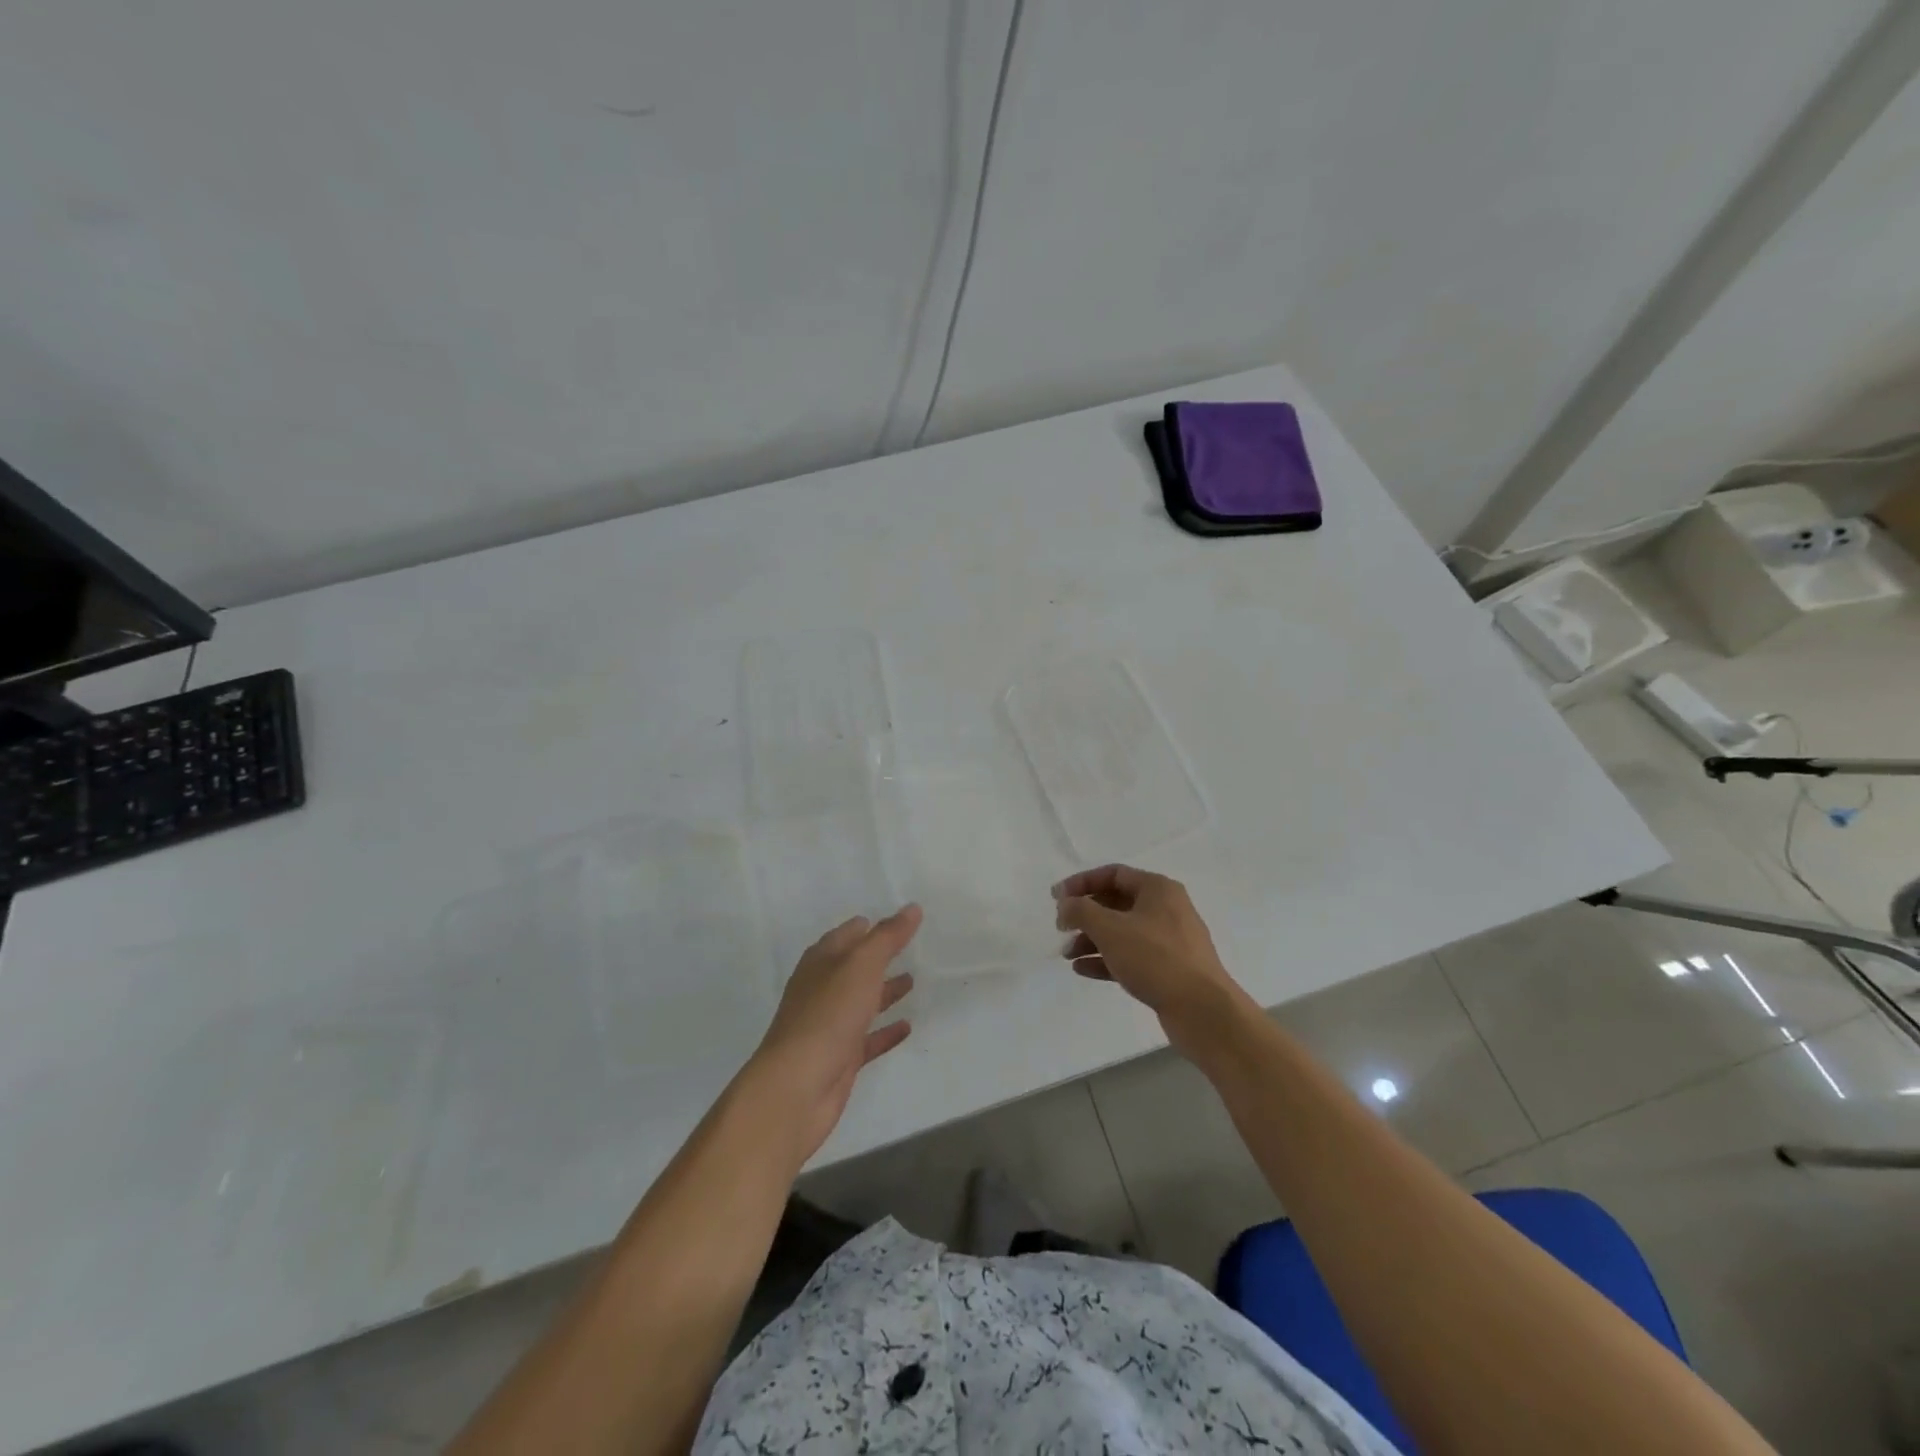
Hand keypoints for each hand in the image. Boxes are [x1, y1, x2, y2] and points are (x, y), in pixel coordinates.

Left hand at [746, 906, 920, 1161]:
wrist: (798, 1086)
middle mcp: (822, 990)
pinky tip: (908, 1027)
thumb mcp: (861, 966)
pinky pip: (868, 1039)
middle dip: (878, 958)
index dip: (868, 927)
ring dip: (884, 991)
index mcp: (820, 963)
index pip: (846, 935)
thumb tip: (911, 908)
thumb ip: (887, 937)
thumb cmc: (828, 1015)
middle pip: (853, 968)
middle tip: (910, 948)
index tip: (897, 920)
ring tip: (912, 982)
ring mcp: (829, 1026)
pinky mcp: (840, 1059)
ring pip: (861, 1002)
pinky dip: (886, 1031)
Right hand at [1055, 866, 1245, 1048]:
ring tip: (1067, 954)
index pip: (1113, 874)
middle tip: (1061, 928)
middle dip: (1085, 915)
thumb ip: (1081, 910)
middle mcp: (1166, 909)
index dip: (1081, 883)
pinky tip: (1083, 970)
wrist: (1202, 1010)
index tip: (1055, 898)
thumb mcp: (1110, 928)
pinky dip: (1106, 959)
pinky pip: (1131, 956)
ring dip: (1092, 940)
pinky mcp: (1169, 969)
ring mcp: (1169, 941)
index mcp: (1157, 889)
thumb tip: (1066, 904)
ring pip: (1122, 932)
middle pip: (1116, 903)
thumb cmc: (1155, 958)